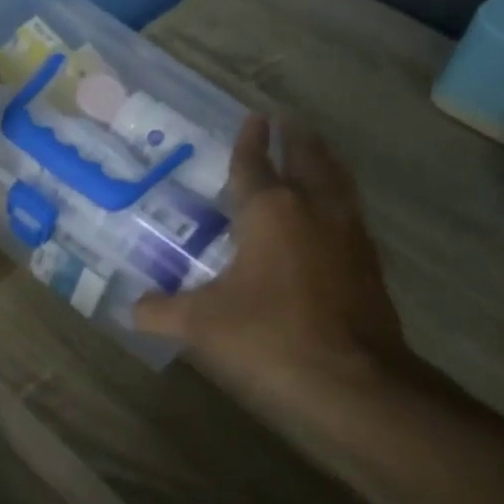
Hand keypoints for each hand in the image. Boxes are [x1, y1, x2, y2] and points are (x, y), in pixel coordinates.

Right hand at [134, 116, 408, 417]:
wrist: (354, 385)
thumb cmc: (269, 338)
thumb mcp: (201, 326)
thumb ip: (161, 311)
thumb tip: (133, 308)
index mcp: (271, 212)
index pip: (256, 164)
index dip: (251, 141)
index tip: (255, 118)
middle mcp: (315, 212)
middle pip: (309, 161)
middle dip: (298, 139)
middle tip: (290, 122)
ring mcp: (350, 238)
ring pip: (339, 185)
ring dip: (326, 164)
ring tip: (318, 154)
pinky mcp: (371, 268)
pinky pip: (352, 218)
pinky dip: (340, 203)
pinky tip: (333, 220)